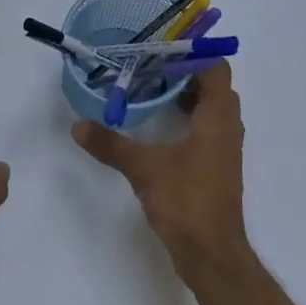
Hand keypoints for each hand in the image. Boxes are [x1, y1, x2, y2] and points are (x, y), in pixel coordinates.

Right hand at [72, 61, 250, 275]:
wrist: (211, 251)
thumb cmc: (185, 201)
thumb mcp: (143, 169)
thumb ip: (111, 144)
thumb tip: (78, 126)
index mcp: (217, 118)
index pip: (216, 68)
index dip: (191, 55)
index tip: (158, 53)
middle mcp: (227, 128)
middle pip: (214, 86)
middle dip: (184, 74)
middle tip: (148, 70)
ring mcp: (224, 149)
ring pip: (211, 109)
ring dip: (186, 98)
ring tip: (150, 93)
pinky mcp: (217, 167)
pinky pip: (207, 130)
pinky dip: (187, 120)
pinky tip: (158, 129)